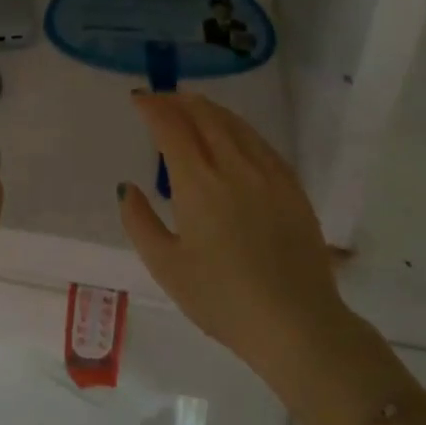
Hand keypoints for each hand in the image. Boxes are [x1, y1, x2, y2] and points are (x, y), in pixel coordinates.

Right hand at [118, 93, 359, 395]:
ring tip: (191, 107)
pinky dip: (237, 128)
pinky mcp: (292, 187)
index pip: (171, 128)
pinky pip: (260, 142)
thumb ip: (140, 222)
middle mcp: (234, 167)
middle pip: (204, 116)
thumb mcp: (166, 267)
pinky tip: (232, 135)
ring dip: (208, 109)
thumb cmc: (222, 300)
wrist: (297, 324)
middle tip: (160, 99)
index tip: (138, 99)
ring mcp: (268, 174)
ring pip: (235, 124)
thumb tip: (128, 188)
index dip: (153, 107)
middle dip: (178, 101)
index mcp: (198, 184)